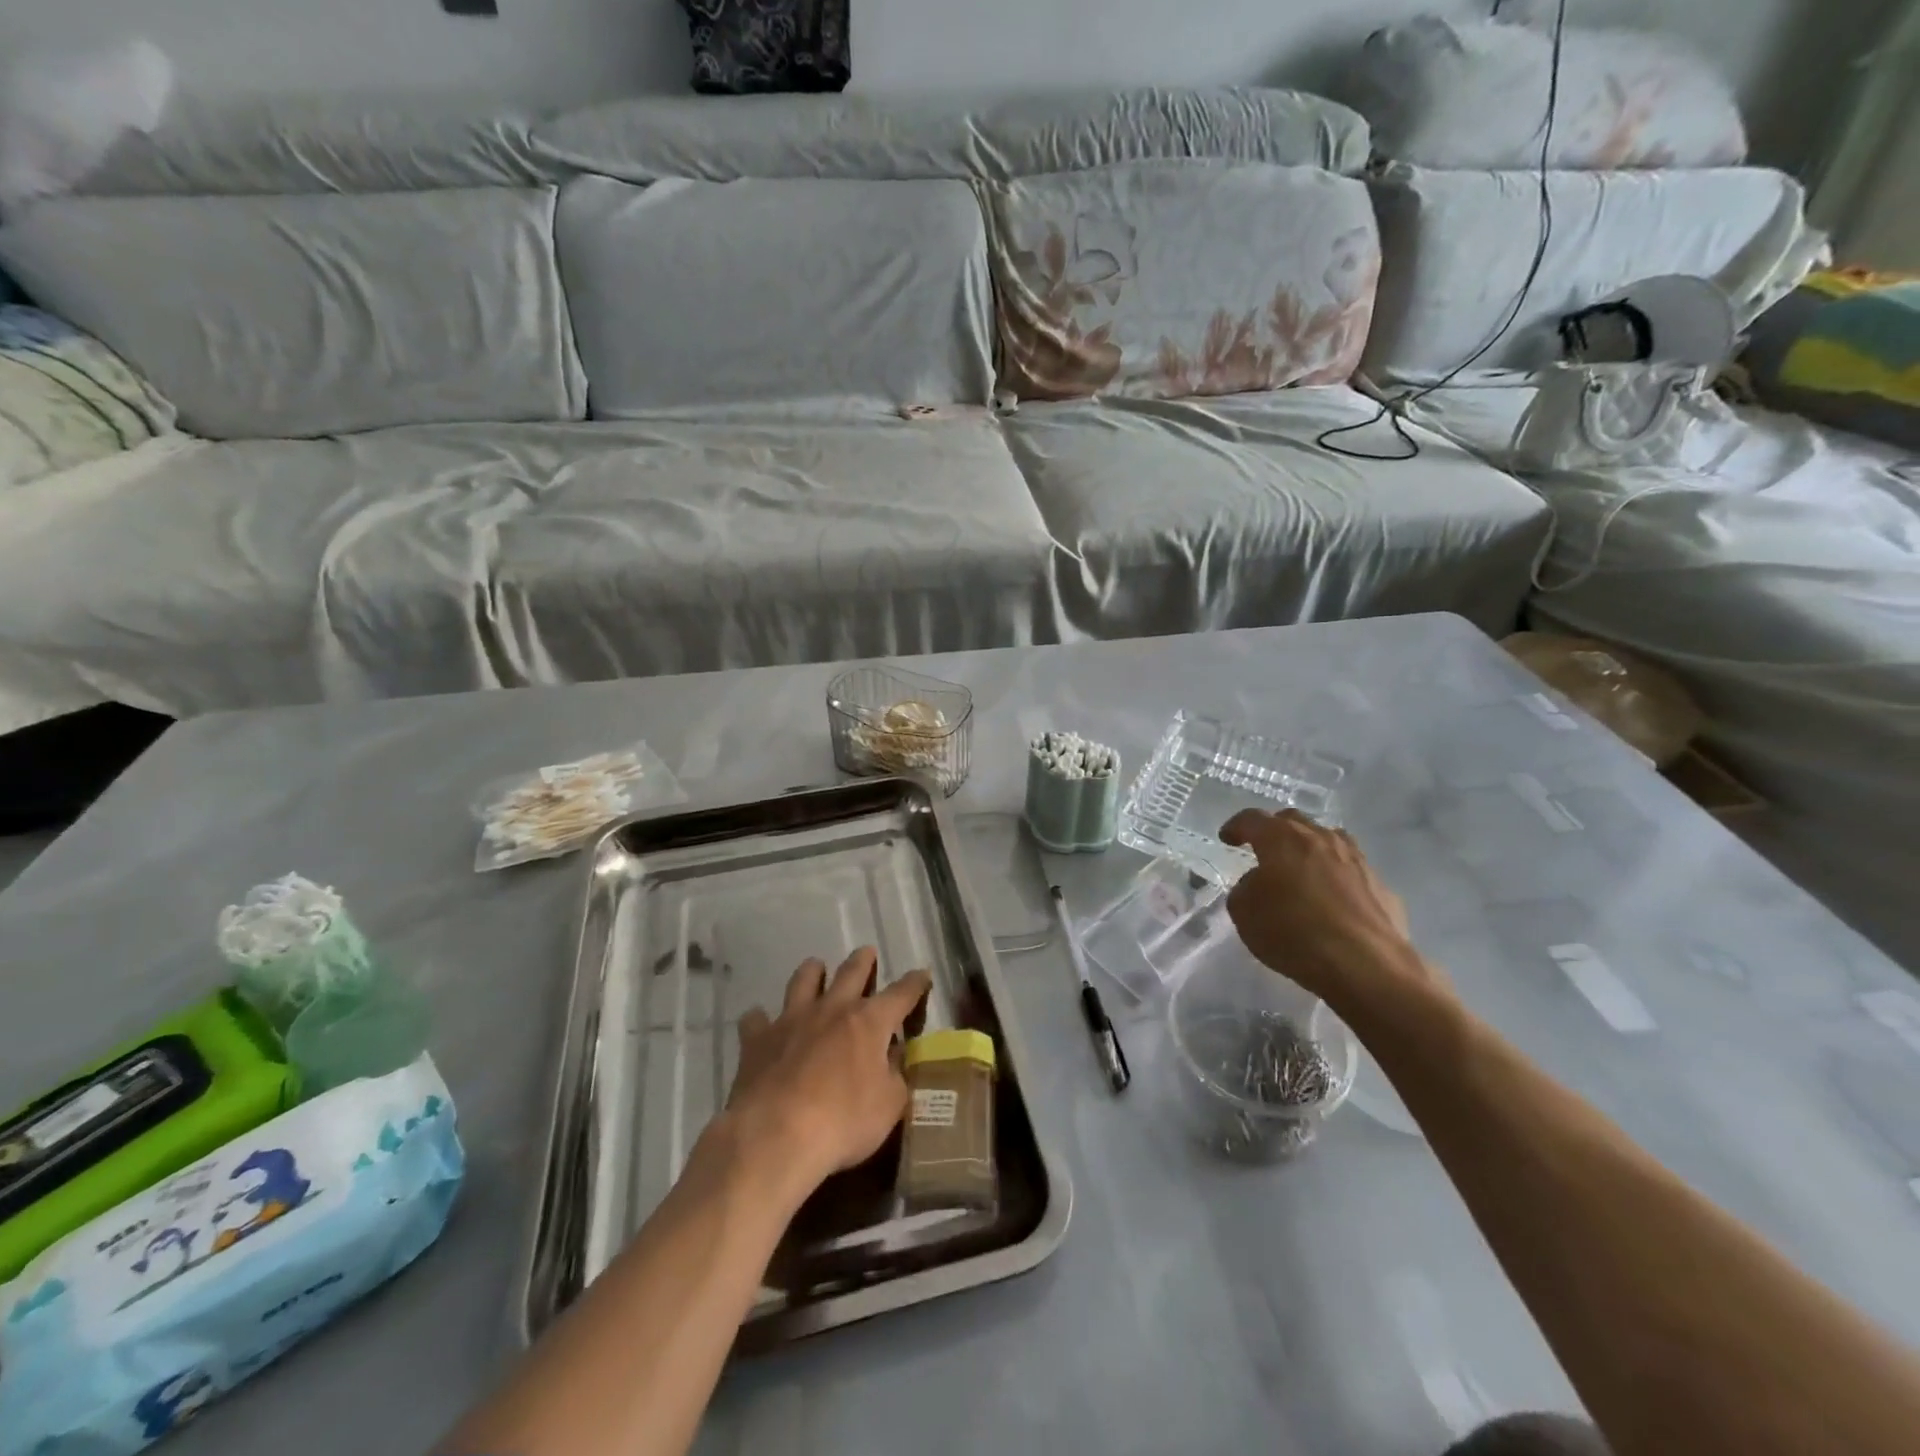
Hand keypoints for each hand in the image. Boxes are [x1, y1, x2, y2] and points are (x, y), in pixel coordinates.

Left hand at [725, 948, 931, 1197]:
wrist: (774, 1135)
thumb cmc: (842, 1121)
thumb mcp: (889, 1105)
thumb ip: (895, 1076)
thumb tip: (894, 1057)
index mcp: (869, 1021)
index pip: (901, 993)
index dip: (915, 983)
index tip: (922, 975)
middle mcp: (832, 1009)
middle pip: (851, 971)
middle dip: (863, 960)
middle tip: (867, 953)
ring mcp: (792, 1020)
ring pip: (803, 980)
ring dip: (812, 972)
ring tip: (815, 970)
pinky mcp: (757, 1040)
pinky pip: (756, 1019)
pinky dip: (760, 1019)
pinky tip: (760, 1022)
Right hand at [1220, 810, 1442, 1013]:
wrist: (1365, 966)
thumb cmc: (1293, 932)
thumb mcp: (1244, 912)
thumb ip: (1245, 888)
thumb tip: (1260, 883)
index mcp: (1282, 839)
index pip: (1252, 819)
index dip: (1236, 827)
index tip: (1227, 838)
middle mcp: (1321, 839)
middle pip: (1294, 821)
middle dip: (1275, 831)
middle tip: (1264, 850)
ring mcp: (1356, 860)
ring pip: (1329, 840)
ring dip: (1311, 849)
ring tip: (1302, 870)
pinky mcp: (1381, 886)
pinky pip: (1352, 871)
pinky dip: (1337, 878)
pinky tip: (1333, 901)